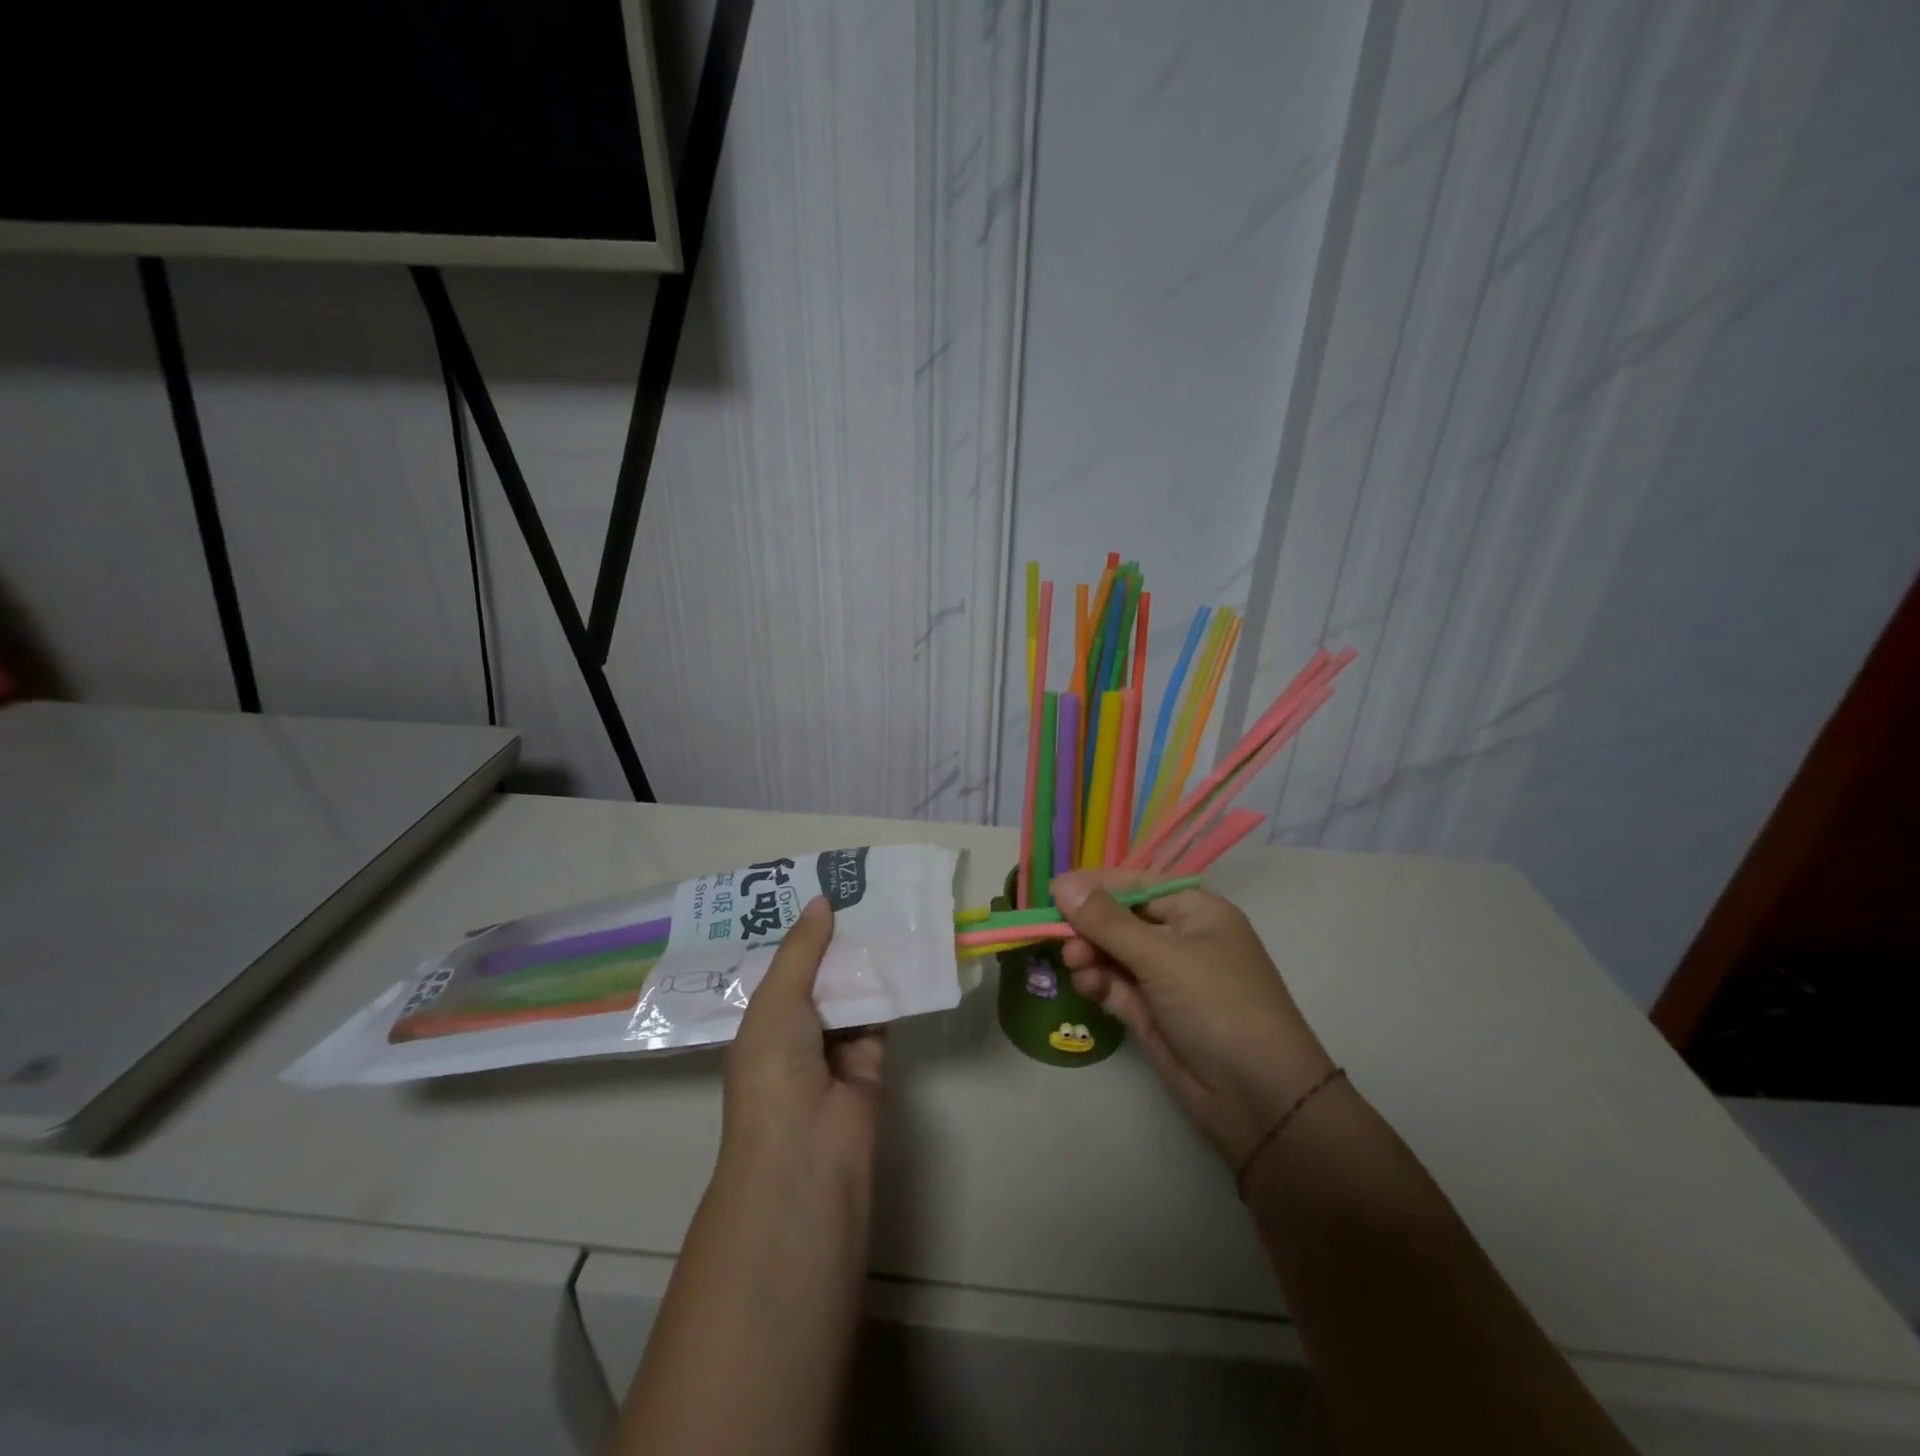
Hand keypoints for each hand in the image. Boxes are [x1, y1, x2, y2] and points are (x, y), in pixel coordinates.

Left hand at [722, 897, 884, 1193]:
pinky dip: (891, 985)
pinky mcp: (872, 1056)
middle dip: (836, 938)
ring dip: (865, 957)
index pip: (782, 966)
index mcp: (762, 1019)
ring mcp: (834, 1044)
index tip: (821, 888)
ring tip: (885, 905)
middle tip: (861, 888)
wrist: (808, 1148)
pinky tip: (904, 946)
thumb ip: (801, 950)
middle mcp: (797, 1029)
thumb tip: (822, 900)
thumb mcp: (776, 1000)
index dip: (799, 931)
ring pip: (852, 989)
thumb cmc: (774, 1068)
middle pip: (820, 973)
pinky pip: (881, 1011)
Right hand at [1052, 869, 1335, 1168]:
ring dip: (1089, 954)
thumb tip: (1061, 884)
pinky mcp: (1154, 1013)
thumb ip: (1107, 921)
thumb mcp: (1162, 956)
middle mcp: (1181, 938)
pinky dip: (1098, 982)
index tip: (1051, 892)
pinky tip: (1086, 985)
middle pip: (1120, 919)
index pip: (1136, 884)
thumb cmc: (1218, 1005)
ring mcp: (1167, 978)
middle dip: (1088, 925)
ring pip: (1114, 953)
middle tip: (1059, 937)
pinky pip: (1116, 985)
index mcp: (1196, 911)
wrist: (1259, 1099)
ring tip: (1074, 965)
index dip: (1095, 886)